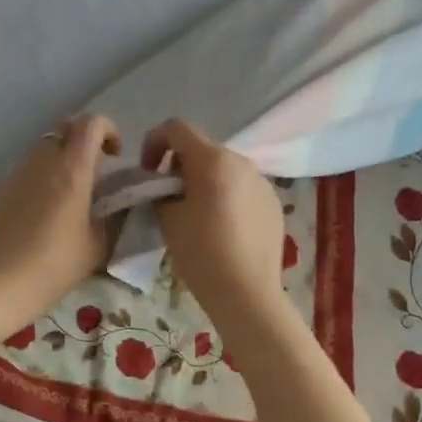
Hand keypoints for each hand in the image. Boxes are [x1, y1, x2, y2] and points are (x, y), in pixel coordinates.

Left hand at [0, 113, 120, 321]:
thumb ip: (113, 216)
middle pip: (64, 129)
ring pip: (42, 149)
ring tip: (67, 195)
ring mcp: (16, 173)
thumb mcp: (97, 246)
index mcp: (71, 170)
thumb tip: (120, 203)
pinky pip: (24, 172)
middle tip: (93, 172)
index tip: (114, 155)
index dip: (107, 129)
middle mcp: (42, 162)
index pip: (90, 123)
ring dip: (59, 160)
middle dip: (82, 141)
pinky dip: (39, 179)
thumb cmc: (55, 266)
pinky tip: (40, 213)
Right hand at [141, 119, 285, 317]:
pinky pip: (241, 188)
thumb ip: (161, 191)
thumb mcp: (167, 218)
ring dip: (203, 180)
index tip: (148, 171)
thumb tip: (166, 187)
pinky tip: (220, 229)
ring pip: (223, 169)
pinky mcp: (273, 203)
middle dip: (179, 165)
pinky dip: (225, 196)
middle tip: (167, 195)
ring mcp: (262, 182)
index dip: (154, 142)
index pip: (176, 128)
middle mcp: (241, 161)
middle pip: (202, 148)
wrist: (246, 293)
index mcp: (212, 160)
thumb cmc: (201, 252)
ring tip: (194, 213)